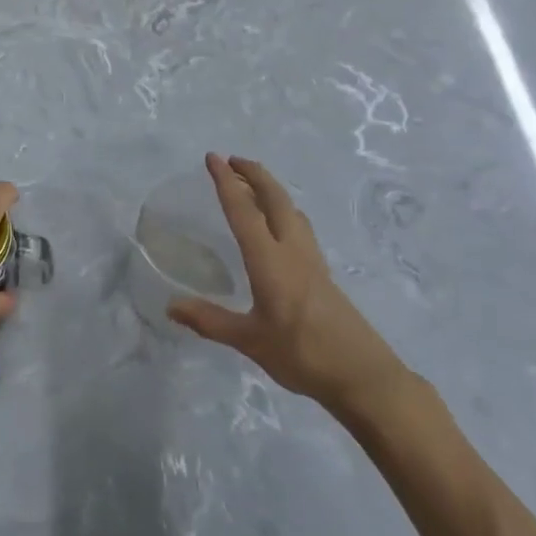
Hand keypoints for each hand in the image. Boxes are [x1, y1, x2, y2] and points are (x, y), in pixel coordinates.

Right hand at [168, 154, 407, 417]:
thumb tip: (171, 307)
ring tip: (252, 185)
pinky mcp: (323, 275)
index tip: (212, 158)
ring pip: (291, 210)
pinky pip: (300, 228)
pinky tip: (280, 226)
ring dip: (271, 190)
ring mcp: (313, 261)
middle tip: (232, 160)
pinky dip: (283, 211)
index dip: (226, 182)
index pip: (243, 211)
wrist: (365, 378)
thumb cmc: (303, 355)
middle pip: (275, 199)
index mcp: (270, 261)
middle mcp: (293, 251)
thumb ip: (210, 321)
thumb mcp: (250, 341)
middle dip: (254, 174)